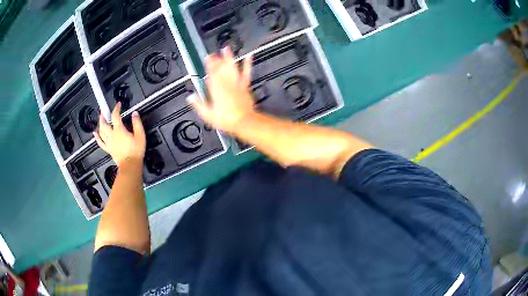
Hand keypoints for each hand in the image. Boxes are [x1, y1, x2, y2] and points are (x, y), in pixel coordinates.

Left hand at [94, 102, 145, 166]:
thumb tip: (134, 113)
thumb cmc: (136, 151)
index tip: (118, 104)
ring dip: (100, 124)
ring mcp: (109, 143)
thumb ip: (137, 123)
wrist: (130, 165)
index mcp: (119, 130)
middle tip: (104, 111)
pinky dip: (97, 138)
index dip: (116, 108)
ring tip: (100, 119)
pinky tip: (95, 134)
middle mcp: (112, 135)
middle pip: (104, 124)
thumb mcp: (140, 135)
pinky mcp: (108, 149)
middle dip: (104, 116)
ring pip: (101, 132)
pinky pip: (101, 143)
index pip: (115, 116)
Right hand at [190, 47, 254, 133]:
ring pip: (232, 68)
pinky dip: (248, 64)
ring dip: (229, 58)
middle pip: (221, 69)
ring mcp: (237, 84)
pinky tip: (249, 56)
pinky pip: (246, 73)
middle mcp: (226, 84)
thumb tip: (190, 97)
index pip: (211, 74)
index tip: (207, 58)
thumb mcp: (208, 115)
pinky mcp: (245, 86)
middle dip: (216, 60)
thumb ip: (198, 104)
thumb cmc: (226, 119)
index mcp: (216, 90)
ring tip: (226, 49)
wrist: (244, 122)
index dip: (209, 65)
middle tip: (213, 52)